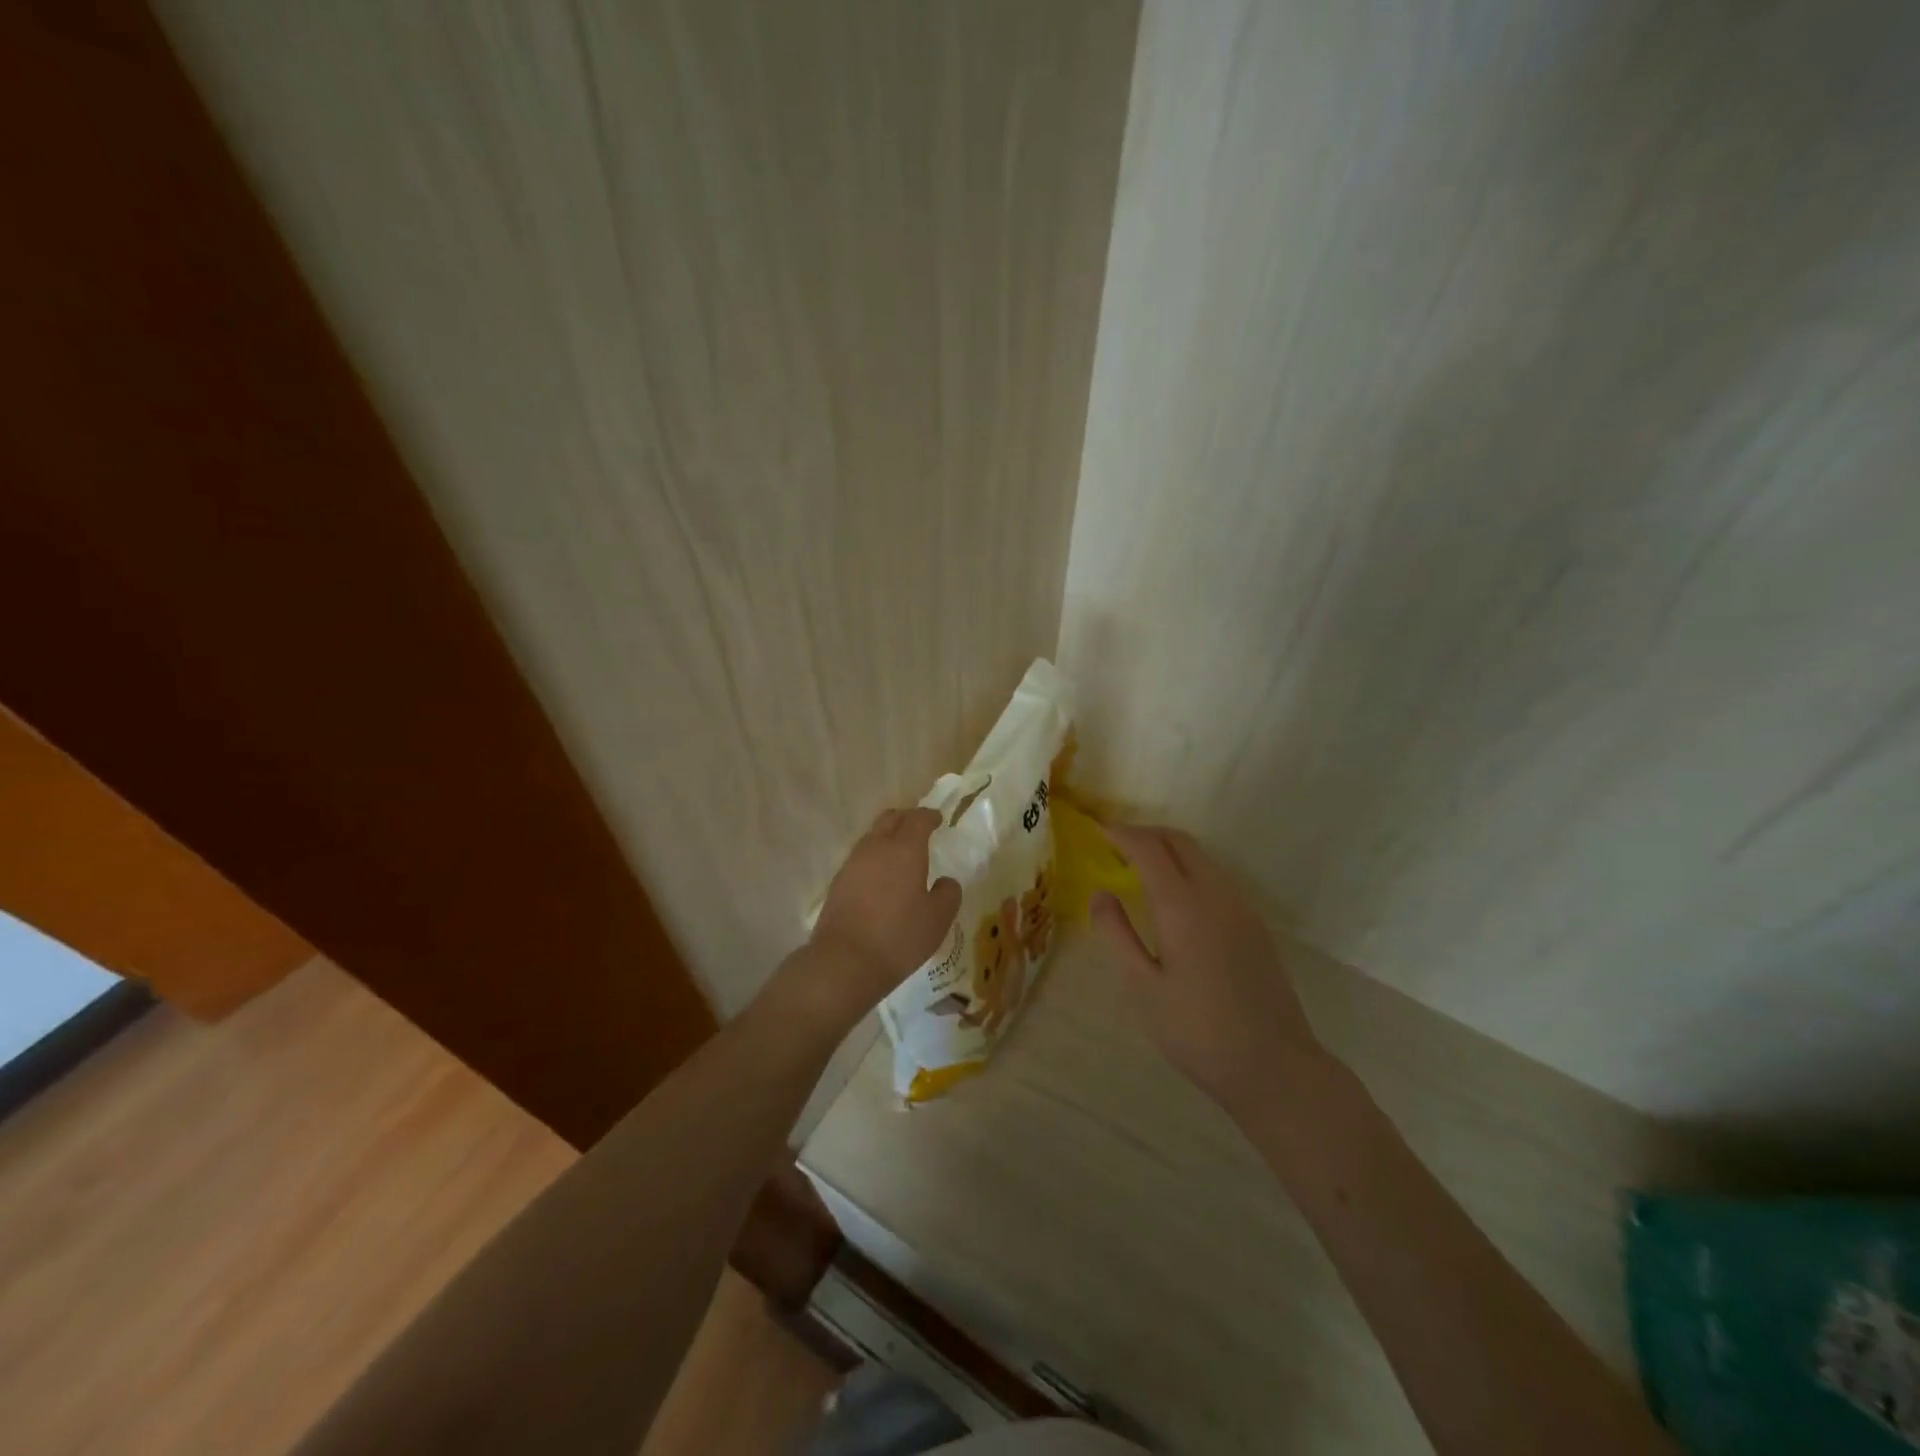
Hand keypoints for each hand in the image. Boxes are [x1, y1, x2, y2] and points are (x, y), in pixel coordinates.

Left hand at [790, 806, 960, 1028]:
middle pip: (890, 819)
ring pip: (872, 837)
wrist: (845, 961)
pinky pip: (861, 858)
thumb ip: (948, 893)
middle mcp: (876, 848)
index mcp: (904, 849)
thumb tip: (944, 881)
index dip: (929, 816)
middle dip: (906, 818)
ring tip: (900, 852)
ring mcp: (852, 864)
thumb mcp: (938, 919)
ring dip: (887, 837)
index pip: (918, 819)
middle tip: (919, 827)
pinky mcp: (838, 882)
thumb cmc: (899, 936)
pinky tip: (881, 876)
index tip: (938, 818)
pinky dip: (875, 857)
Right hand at [1094, 823, 1323, 1114]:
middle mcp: (1216, 894)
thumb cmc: (1197, 1031)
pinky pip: (1216, 877)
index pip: (1149, 848)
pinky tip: (1174, 897)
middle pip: (1179, 841)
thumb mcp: (1143, 987)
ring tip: (1138, 867)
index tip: (1097, 832)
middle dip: (1145, 833)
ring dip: (1168, 849)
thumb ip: (1118, 934)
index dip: (1121, 834)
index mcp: (1183, 906)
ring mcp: (1241, 907)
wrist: (1274, 1067)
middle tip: (1115, 845)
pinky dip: (1188, 868)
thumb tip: (1101, 893)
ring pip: (1202, 857)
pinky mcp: (1255, 924)